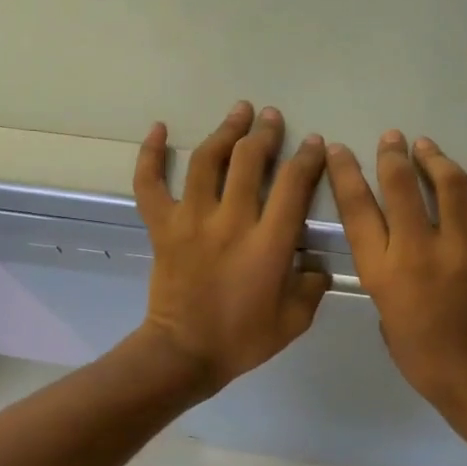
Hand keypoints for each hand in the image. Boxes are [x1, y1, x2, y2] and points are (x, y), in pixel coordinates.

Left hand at [133, 102, 330, 394]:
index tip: (314, 144)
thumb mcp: (294, 320)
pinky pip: (150, 184)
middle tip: (272, 118)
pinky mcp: (162, 227)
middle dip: (265, 134)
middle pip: (250, 161)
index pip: (294, 185)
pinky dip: (150, 155)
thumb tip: (316, 263)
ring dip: (225, 131)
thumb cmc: (242, 339)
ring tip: (238, 111)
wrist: (184, 354)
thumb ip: (313, 286)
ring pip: (207, 161)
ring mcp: (191, 220)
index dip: (307, 158)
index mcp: (268, 244)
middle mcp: (230, 221)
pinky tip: (157, 129)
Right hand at [326, 131, 466, 419]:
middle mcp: (421, 251)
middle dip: (392, 154)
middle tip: (392, 139)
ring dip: (435, 158)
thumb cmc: (423, 356)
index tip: (340, 150)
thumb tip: (398, 243)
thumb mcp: (385, 313)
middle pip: (400, 185)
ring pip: (450, 184)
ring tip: (428, 147)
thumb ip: (386, 272)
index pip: (356, 208)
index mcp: (384, 271)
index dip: (345, 172)